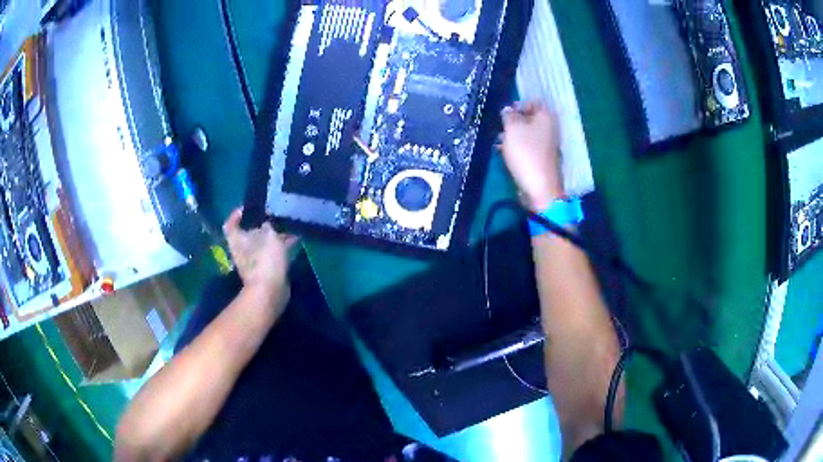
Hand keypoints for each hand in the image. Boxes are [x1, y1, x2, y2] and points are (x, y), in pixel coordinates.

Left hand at [223, 208, 297, 309]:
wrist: (270, 291)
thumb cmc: (265, 260)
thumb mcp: (270, 235)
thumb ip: (269, 225)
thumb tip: (267, 223)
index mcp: (237, 239)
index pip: (231, 223)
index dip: (237, 215)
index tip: (249, 208)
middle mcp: (242, 249)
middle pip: (248, 232)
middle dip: (261, 224)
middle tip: (275, 215)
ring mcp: (253, 261)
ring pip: (262, 243)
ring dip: (274, 235)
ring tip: (289, 226)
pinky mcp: (264, 269)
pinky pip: (271, 253)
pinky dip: (280, 246)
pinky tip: (293, 240)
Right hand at [500, 101, 564, 210]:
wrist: (540, 187)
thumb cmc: (526, 152)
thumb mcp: (512, 129)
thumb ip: (508, 116)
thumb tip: (508, 110)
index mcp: (546, 117)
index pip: (534, 102)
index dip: (518, 105)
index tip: (505, 113)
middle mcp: (550, 128)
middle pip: (530, 119)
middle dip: (513, 122)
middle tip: (500, 128)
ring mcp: (547, 145)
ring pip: (528, 134)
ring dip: (513, 136)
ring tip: (499, 143)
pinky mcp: (542, 158)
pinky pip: (528, 147)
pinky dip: (517, 148)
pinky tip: (504, 153)